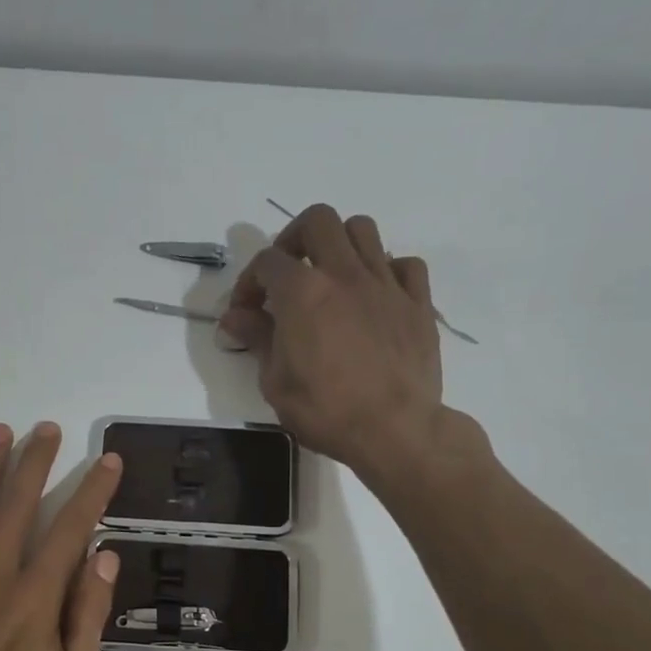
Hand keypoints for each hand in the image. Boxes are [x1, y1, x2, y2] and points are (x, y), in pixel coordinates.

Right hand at [221, 203, 474, 481]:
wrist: (395, 430)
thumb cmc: (325, 410)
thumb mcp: (275, 381)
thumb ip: (256, 338)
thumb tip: (233, 318)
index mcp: (303, 291)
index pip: (267, 261)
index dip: (249, 282)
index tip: (245, 313)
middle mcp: (345, 274)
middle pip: (318, 220)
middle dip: (294, 239)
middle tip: (287, 273)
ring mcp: (386, 284)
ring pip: (363, 229)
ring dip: (340, 245)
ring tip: (330, 277)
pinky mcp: (418, 302)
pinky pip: (405, 264)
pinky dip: (386, 270)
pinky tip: (375, 296)